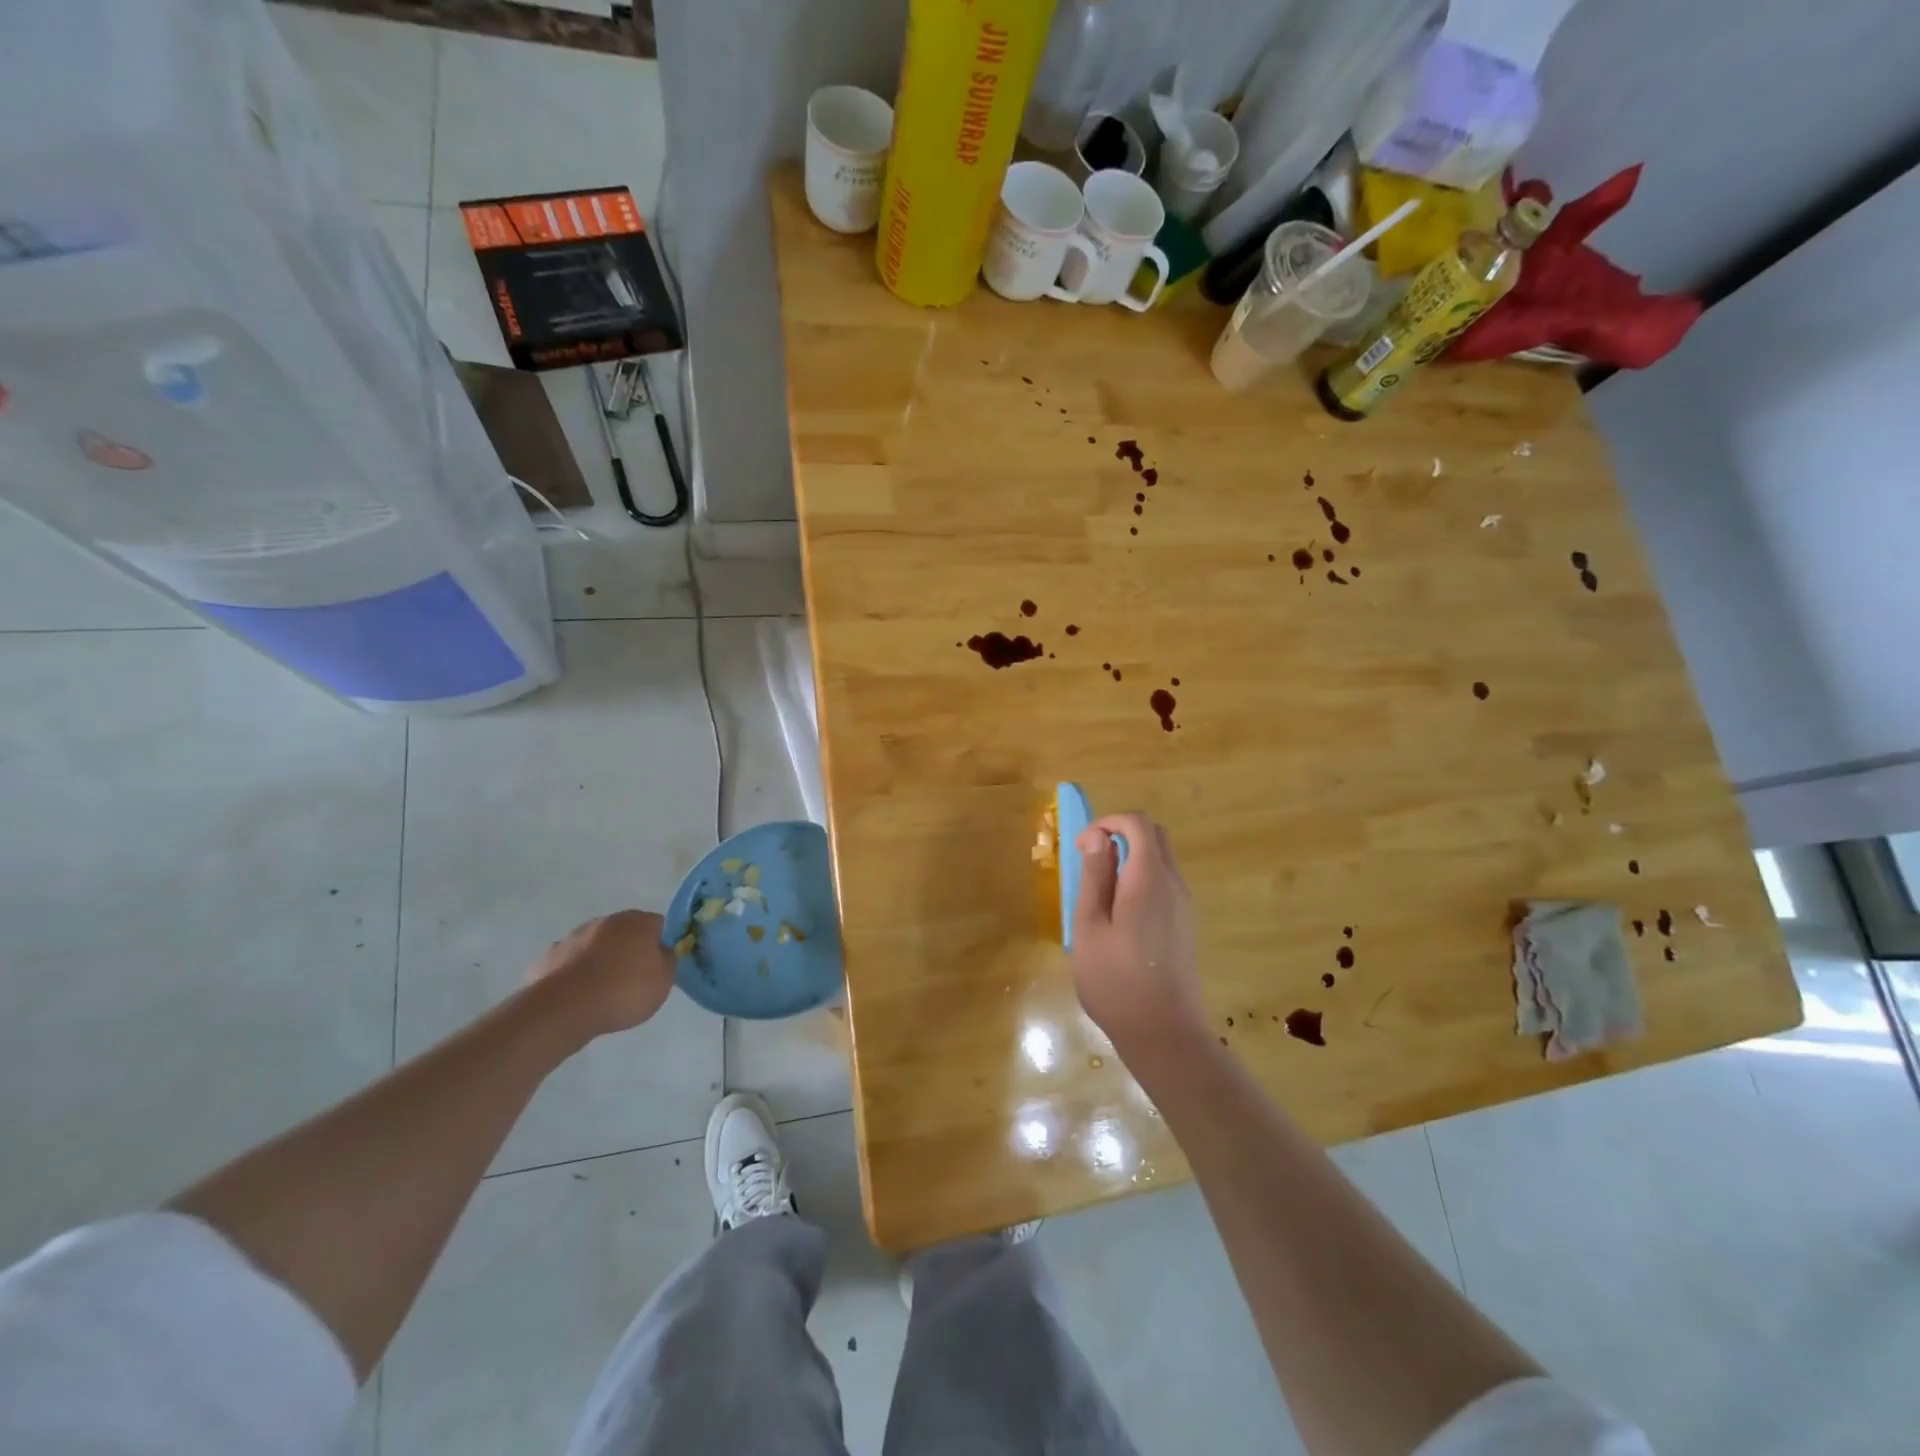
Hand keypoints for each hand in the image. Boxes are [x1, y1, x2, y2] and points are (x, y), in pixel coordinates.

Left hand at [528, 911, 675, 1037]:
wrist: (566, 1008)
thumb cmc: (624, 991)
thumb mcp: (664, 980)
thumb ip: (666, 960)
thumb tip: (661, 951)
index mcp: (638, 921)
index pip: (658, 925)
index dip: (660, 945)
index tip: (658, 967)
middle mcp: (606, 921)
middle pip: (624, 933)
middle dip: (628, 951)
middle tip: (631, 980)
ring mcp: (573, 937)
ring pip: (594, 946)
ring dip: (599, 961)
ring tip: (601, 992)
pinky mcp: (548, 958)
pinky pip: (569, 964)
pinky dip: (574, 975)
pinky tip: (576, 996)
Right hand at [1070, 812, 1205, 1059]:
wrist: (1165, 1034)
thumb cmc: (1116, 981)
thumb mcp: (1090, 927)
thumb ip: (1095, 877)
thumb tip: (1098, 838)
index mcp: (1149, 879)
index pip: (1138, 823)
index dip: (1108, 823)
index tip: (1083, 848)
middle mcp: (1174, 884)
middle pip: (1155, 836)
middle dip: (1121, 835)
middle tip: (1091, 863)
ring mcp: (1184, 905)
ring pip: (1161, 860)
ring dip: (1131, 859)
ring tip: (1100, 894)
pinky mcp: (1185, 924)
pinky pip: (1165, 884)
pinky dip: (1141, 880)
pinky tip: (1120, 917)